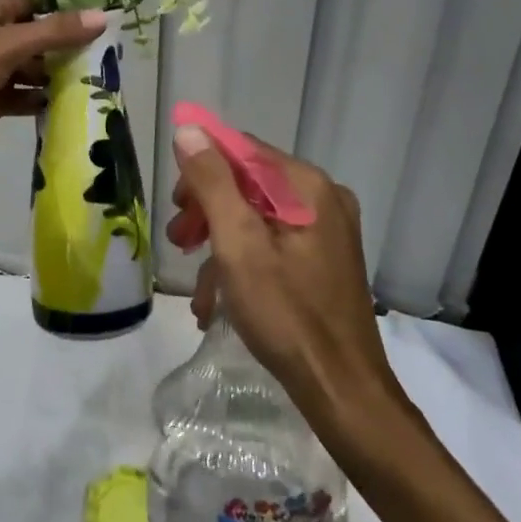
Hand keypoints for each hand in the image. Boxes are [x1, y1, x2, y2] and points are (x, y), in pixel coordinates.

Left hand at [0, 0, 105, 172]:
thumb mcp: (5, 47)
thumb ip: (54, 32)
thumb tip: (103, 16)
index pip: (39, 5)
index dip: (69, 15)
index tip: (107, 26)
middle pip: (40, 38)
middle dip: (68, 50)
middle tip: (108, 61)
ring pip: (34, 69)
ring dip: (58, 77)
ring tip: (97, 86)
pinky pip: (24, 95)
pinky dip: (42, 100)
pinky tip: (71, 107)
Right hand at [167, 127, 402, 437]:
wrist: (343, 392)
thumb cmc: (286, 314)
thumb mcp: (238, 244)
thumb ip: (212, 183)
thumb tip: (188, 129)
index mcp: (306, 186)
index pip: (242, 150)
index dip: (201, 169)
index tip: (177, 205)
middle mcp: (322, 198)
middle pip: (248, 184)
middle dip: (208, 211)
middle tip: (179, 242)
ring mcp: (327, 231)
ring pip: (257, 218)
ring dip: (220, 245)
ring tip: (197, 288)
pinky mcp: (324, 260)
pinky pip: (273, 245)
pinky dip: (243, 265)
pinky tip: (218, 303)